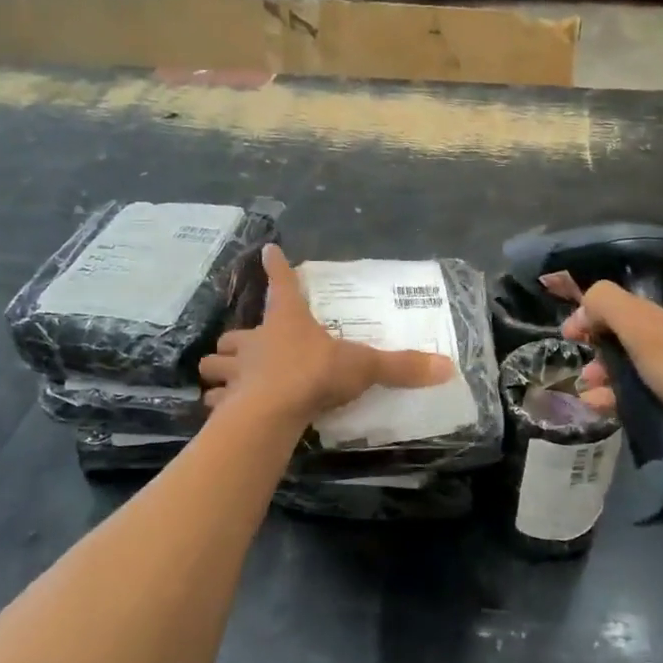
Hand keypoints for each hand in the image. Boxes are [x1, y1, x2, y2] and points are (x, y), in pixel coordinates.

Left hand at [199, 245, 453, 424]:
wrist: (273, 411)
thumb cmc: (315, 374)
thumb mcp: (363, 366)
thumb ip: (401, 366)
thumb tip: (447, 367)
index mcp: (287, 322)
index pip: (281, 284)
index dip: (276, 267)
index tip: (268, 251)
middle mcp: (256, 342)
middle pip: (235, 332)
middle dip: (237, 338)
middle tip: (246, 346)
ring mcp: (236, 372)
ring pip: (215, 363)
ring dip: (220, 369)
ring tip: (229, 378)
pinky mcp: (225, 403)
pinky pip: (214, 400)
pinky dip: (218, 403)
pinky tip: (224, 410)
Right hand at [555, 228, 662, 470]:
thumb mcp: (647, 330)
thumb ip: (608, 304)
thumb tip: (587, 303)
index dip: (651, 240)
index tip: (612, 255)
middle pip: (654, 302)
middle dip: (611, 320)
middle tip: (580, 333)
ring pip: (653, 347)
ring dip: (614, 361)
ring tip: (587, 380)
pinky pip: (662, 381)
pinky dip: (632, 389)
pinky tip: (601, 405)